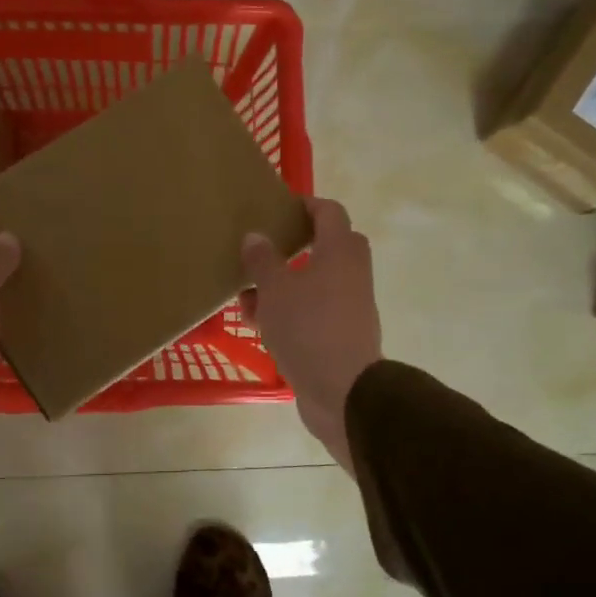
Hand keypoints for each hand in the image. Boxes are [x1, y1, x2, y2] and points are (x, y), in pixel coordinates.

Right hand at [241, 198, 382, 476]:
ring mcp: (348, 307)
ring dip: (283, 283)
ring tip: (246, 291)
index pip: (329, 213)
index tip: (280, 207)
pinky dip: (288, 311)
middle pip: (325, 247)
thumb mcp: (275, 290)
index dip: (306, 204)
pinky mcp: (339, 335)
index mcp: (340, 252)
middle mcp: (350, 274)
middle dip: (293, 246)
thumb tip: (255, 235)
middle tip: (264, 247)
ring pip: (313, 283)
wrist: (343, 392)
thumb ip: (263, 260)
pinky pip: (311, 312)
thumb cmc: (308, 328)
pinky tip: (257, 322)